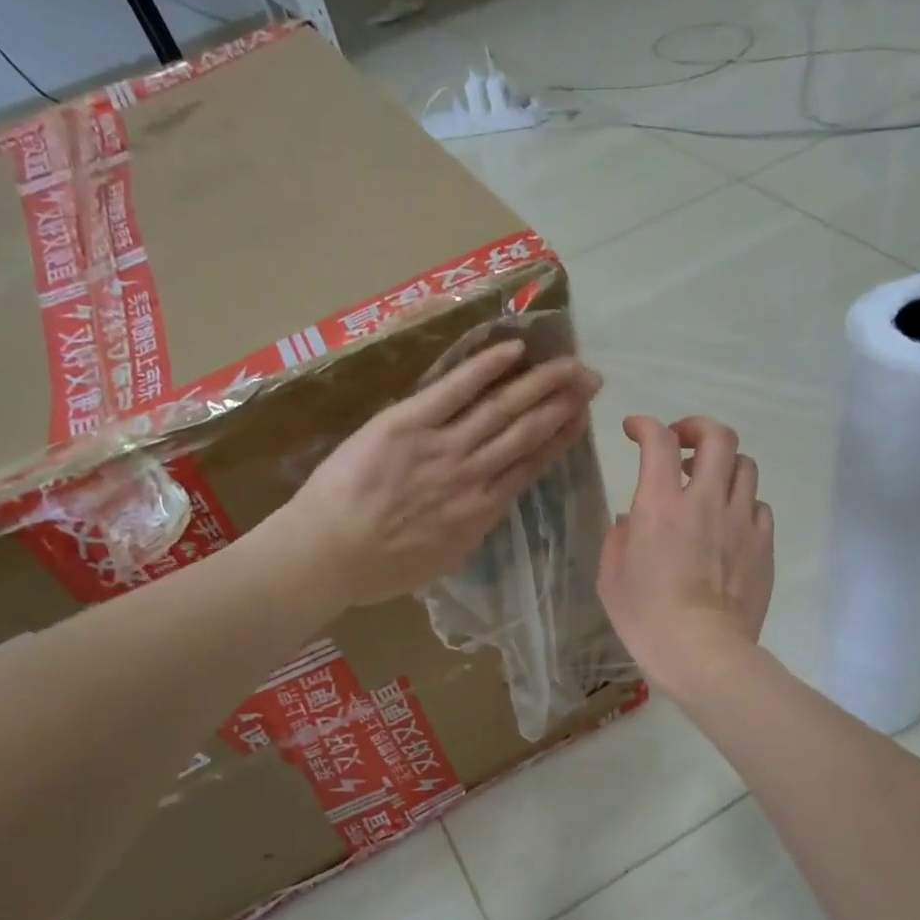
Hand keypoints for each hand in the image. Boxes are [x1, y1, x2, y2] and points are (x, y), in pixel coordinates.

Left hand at [286, 339, 600, 605]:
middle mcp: (474, 474)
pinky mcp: (409, 423)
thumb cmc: (381, 568)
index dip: (561, 437)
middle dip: (562, 403)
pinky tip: (514, 350)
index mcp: (482, 510)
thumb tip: (485, 508)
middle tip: (590, 379)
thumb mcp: (443, 560)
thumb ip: (470, 529)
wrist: (329, 553)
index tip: (582, 416)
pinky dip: (486, 368)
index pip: (532, 465)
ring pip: (502, 408)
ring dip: (539, 383)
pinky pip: (455, 390)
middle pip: (527, 431)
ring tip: (567, 363)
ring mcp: (443, 446)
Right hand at [598, 415, 774, 691]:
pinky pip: (759, 506)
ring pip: (745, 466)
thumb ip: (619, 537)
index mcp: (660, 505)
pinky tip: (729, 522)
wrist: (702, 651)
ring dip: (724, 465)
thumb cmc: (646, 617)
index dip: (646, 425)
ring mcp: (741, 521)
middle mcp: (705, 500)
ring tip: (708, 483)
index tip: (635, 430)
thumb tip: (632, 519)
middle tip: (682, 442)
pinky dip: (742, 503)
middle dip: (698, 428)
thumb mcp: (611, 577)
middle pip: (718, 437)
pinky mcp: (763, 544)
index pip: (658, 441)